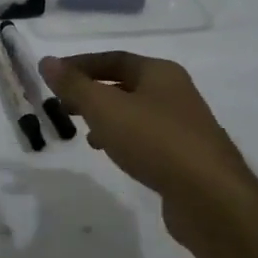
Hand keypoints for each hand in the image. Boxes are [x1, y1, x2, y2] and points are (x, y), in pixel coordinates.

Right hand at [39, 52, 257, 239]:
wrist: (210, 197)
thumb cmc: (154, 141)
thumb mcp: (105, 109)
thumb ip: (74, 85)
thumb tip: (46, 61)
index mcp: (160, 72)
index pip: (113, 59)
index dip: (79, 65)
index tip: (52, 76)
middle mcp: (175, 92)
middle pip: (125, 84)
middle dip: (92, 92)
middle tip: (62, 104)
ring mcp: (184, 125)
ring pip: (135, 112)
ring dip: (106, 117)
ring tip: (81, 130)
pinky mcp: (186, 156)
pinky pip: (146, 137)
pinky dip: (123, 138)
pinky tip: (110, 152)